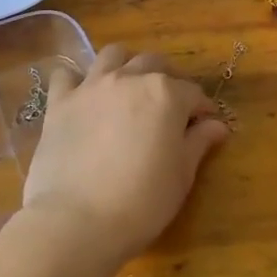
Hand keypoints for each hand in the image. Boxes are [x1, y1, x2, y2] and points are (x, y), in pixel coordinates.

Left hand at [21, 43, 228, 263]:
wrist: (77, 221)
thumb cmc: (141, 202)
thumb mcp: (181, 176)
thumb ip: (199, 143)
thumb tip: (216, 125)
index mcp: (166, 94)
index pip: (193, 93)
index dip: (201, 110)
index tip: (204, 126)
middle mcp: (129, 78)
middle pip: (154, 64)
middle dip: (167, 79)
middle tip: (169, 106)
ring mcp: (91, 87)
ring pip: (113, 55)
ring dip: (125, 65)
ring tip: (127, 89)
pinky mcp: (60, 102)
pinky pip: (66, 74)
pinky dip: (76, 79)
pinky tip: (81, 95)